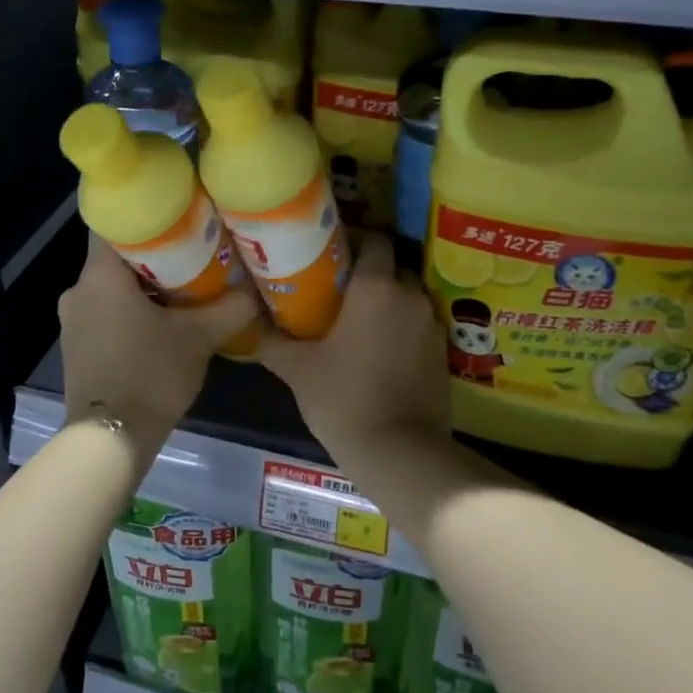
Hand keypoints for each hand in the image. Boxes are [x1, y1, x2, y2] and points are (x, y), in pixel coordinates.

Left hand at [58, 239, 258, 454]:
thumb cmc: (150, 375)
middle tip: (192, 254)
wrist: (110, 439)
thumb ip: (230, 308)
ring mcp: (72, 320)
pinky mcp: (75, 345)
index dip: (147, 217)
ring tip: (182, 288)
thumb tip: (254, 291)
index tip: (178, 219)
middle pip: (116, 256)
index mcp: (100, 275)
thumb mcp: (199, 338)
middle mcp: (78, 289)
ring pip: (110, 286)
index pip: (116, 223)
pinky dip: (127, 309)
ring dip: (141, 285)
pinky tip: (158, 323)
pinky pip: (103, 311)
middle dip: (153, 254)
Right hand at [259, 234, 450, 458]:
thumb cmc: (343, 399)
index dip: (353, 239)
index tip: (329, 252)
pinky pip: (419, 322)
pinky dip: (401, 324)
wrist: (400, 453)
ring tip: (357, 316)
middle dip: (369, 269)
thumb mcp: (297, 368)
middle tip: (338, 285)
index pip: (374, 239)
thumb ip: (271, 339)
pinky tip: (378, 346)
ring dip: (387, 298)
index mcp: (376, 287)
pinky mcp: (443, 352)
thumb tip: (249, 321)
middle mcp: (410, 295)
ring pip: (408, 294)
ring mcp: (432, 324)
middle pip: (392, 264)